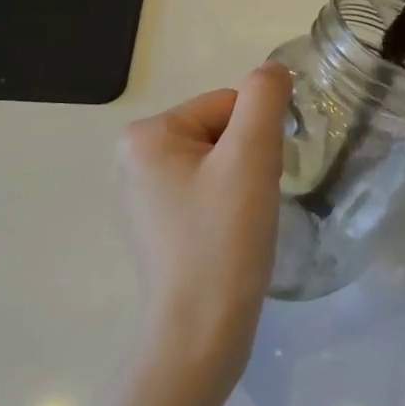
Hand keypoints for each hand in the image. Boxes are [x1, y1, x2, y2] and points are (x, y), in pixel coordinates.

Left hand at [116, 64, 290, 400]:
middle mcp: (132, 158)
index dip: (255, 139)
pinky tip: (227, 238)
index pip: (226, 105)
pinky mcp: (155, 225)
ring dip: (241, 184)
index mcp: (145, 135)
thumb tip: (272, 72)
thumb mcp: (251, 156)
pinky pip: (204, 192)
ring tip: (239, 225)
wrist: (199, 333)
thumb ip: (265, 99)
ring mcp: (140, 194)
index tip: (255, 182)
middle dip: (246, 162)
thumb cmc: (223, 239)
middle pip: (219, 132)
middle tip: (248, 207)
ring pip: (217, 163)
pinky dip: (226, 207)